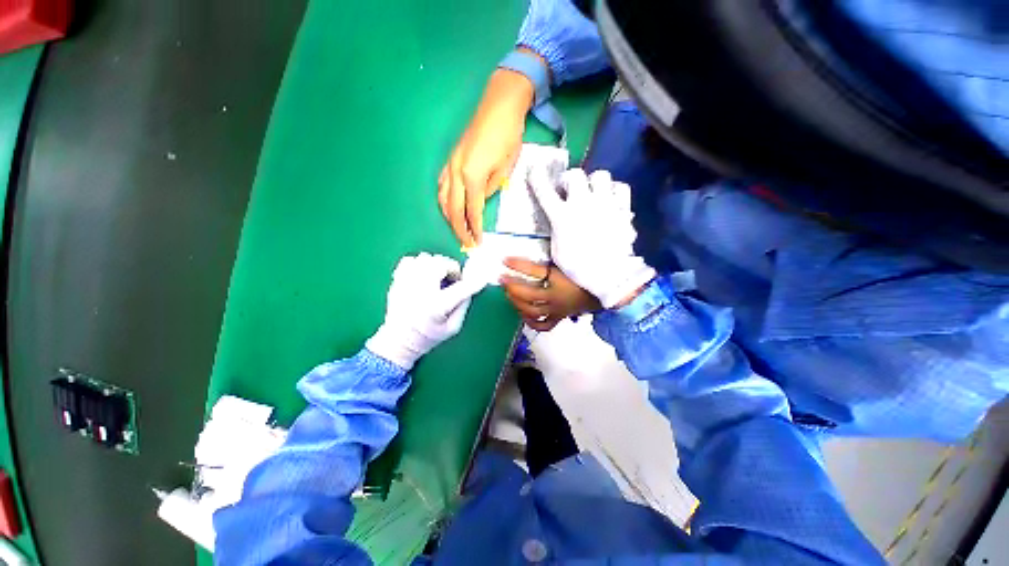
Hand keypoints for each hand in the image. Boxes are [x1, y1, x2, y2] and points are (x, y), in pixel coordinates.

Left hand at [366, 253, 486, 369]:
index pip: (461, 288)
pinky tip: (423, 275)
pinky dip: (420, 263)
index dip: (475, 282)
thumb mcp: (452, 328)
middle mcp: (420, 291)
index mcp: (435, 307)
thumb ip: (463, 306)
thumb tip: (469, 288)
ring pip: (425, 258)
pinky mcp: (397, 280)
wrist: (397, 341)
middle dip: (452, 268)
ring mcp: (406, 283)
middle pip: (441, 264)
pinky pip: (410, 260)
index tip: (482, 278)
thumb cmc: (428, 337)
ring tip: (437, 277)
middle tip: (453, 279)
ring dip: (437, 265)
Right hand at [439, 66, 537, 247]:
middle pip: (453, 209)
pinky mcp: (450, 159)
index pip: (472, 211)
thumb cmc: (508, 136)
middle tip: (466, 243)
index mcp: (472, 176)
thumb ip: (490, 188)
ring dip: (449, 217)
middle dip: (459, 229)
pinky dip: (444, 201)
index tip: (477, 242)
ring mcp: (450, 164)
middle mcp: (456, 172)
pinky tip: (449, 208)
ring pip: (443, 198)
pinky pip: (442, 186)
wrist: (499, 105)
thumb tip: (480, 200)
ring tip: (458, 230)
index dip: (474, 229)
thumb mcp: (505, 168)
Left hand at [500, 258, 600, 330]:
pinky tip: (524, 315)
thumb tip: (538, 248)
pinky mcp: (559, 318)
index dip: (518, 265)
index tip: (504, 260)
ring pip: (532, 311)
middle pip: (529, 295)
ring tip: (509, 295)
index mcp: (560, 280)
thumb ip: (557, 256)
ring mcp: (557, 310)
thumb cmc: (587, 273)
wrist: (603, 291)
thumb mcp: (571, 261)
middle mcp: (556, 297)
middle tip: (502, 279)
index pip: (535, 271)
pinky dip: (532, 322)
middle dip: (512, 286)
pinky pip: (544, 325)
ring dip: (517, 303)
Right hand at [530, 169, 655, 308]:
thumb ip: (557, 229)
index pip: (544, 190)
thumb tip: (560, 219)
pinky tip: (610, 199)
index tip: (535, 169)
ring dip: (594, 182)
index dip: (538, 177)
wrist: (610, 274)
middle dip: (569, 179)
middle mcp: (582, 204)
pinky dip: (614, 190)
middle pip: (575, 175)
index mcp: (562, 216)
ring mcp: (604, 204)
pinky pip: (620, 187)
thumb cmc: (578, 267)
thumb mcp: (558, 250)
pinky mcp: (622, 208)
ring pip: (600, 175)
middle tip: (570, 190)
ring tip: (593, 193)